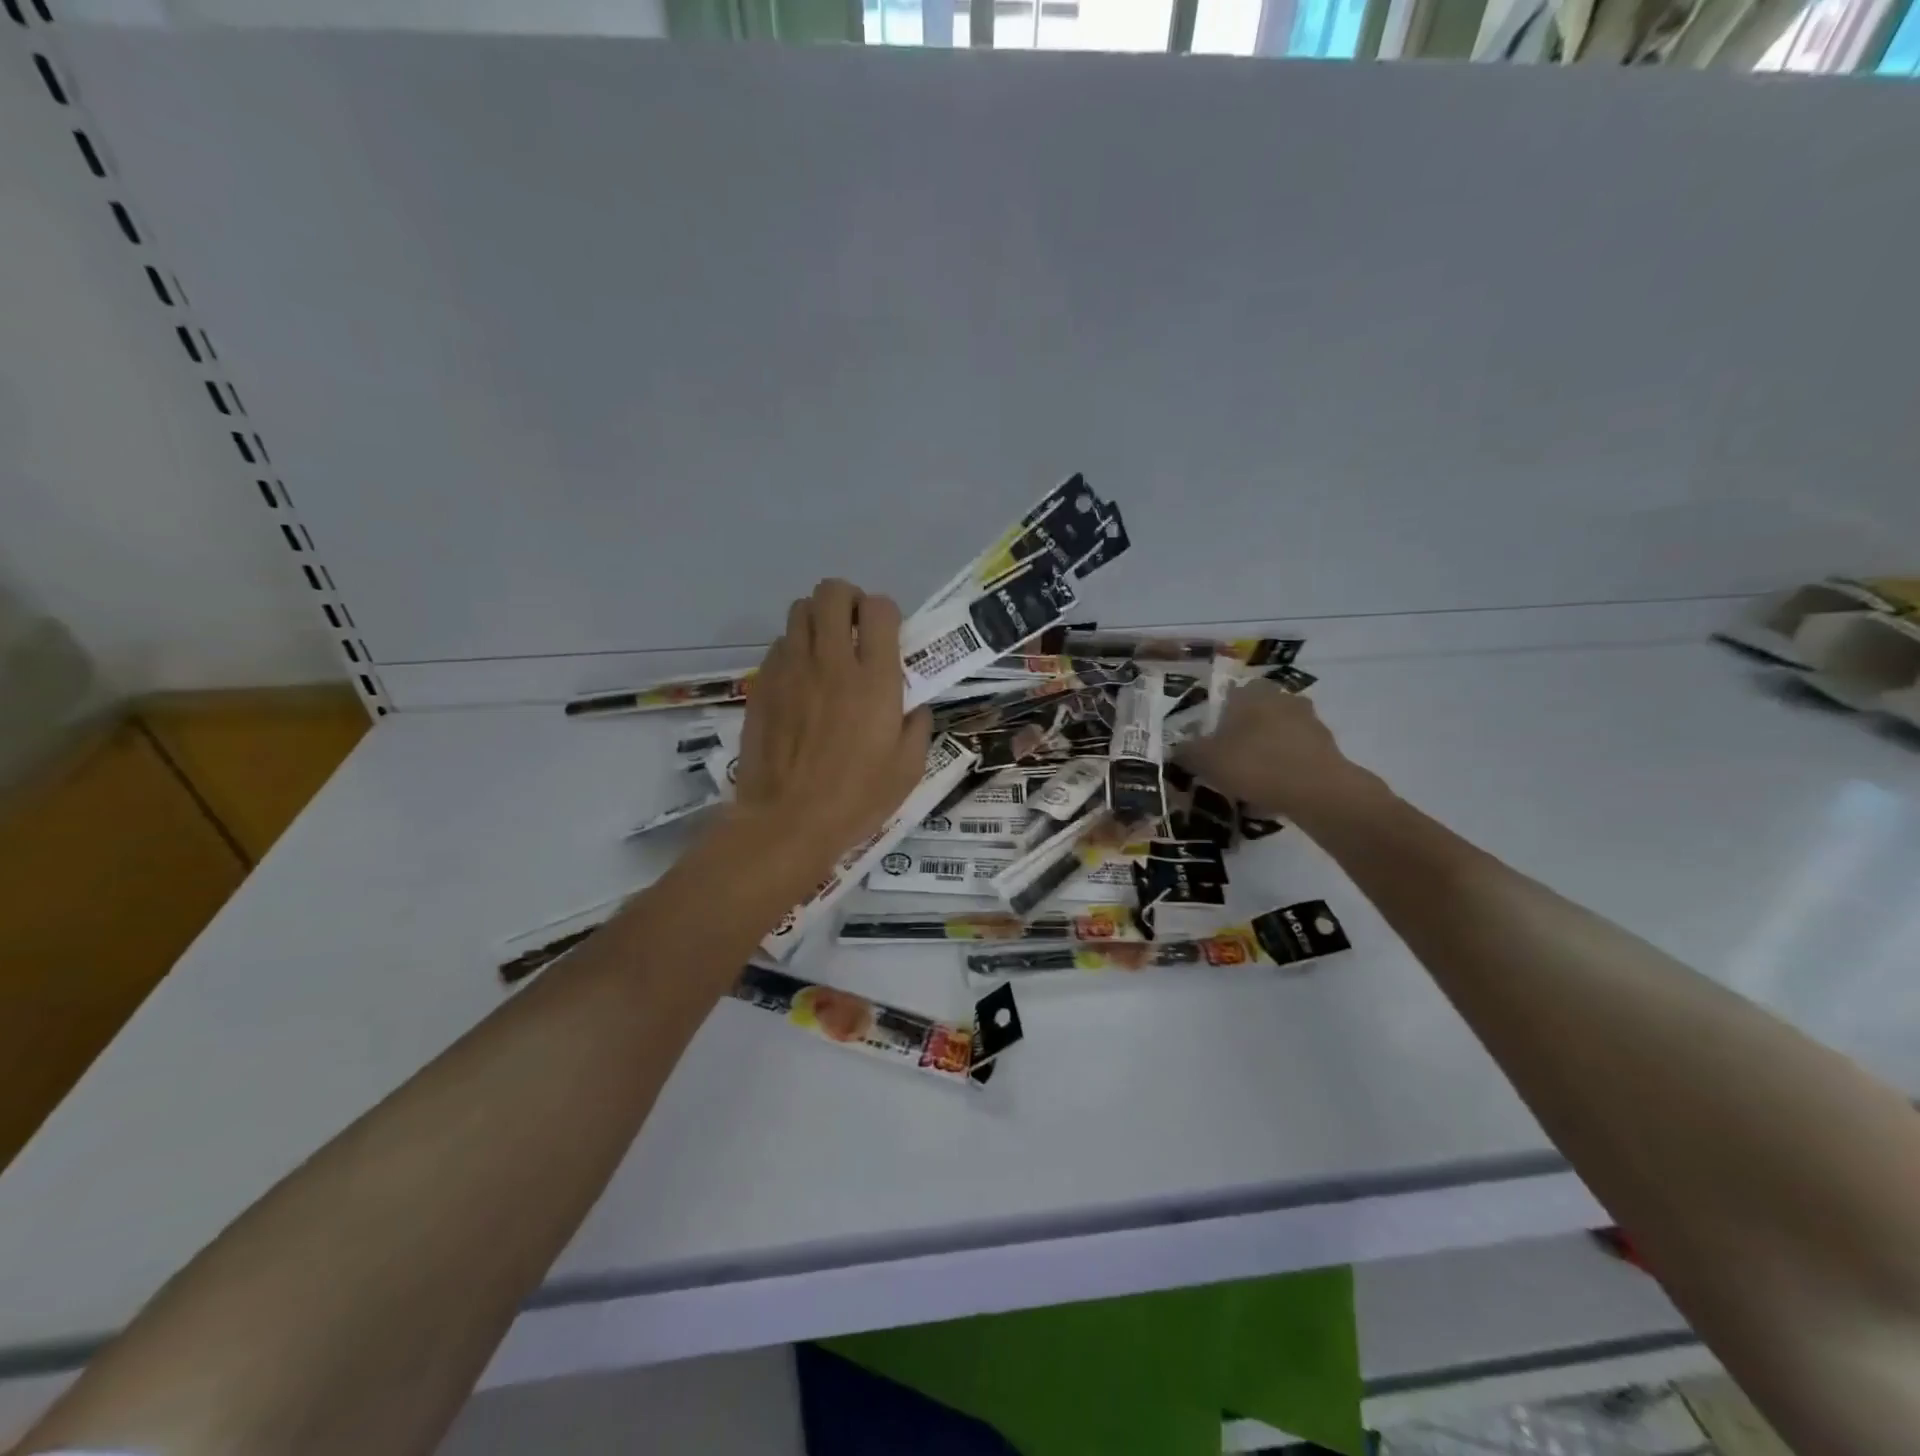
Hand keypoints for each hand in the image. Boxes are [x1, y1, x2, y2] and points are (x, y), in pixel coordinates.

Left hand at [732, 579, 932, 872]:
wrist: (787, 821)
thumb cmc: (856, 798)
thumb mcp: (908, 769)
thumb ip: (917, 726)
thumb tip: (913, 706)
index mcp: (873, 679)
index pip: (878, 608)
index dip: (885, 613)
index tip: (888, 635)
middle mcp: (831, 661)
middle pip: (832, 593)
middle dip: (847, 599)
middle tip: (854, 628)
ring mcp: (791, 669)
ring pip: (799, 610)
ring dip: (817, 619)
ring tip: (826, 649)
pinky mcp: (763, 684)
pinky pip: (778, 645)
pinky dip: (793, 650)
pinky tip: (800, 680)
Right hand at [1175, 679, 1361, 817]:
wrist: (1317, 790)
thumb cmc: (1254, 764)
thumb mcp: (1206, 761)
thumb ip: (1187, 753)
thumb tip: (1177, 750)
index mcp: (1251, 693)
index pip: (1232, 693)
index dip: (1219, 715)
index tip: (1212, 739)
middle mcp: (1282, 698)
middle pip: (1257, 712)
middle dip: (1245, 732)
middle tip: (1230, 758)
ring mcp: (1309, 721)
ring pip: (1278, 733)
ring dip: (1266, 749)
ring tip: (1251, 779)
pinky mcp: (1327, 747)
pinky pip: (1296, 754)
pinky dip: (1285, 767)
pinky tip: (1273, 790)